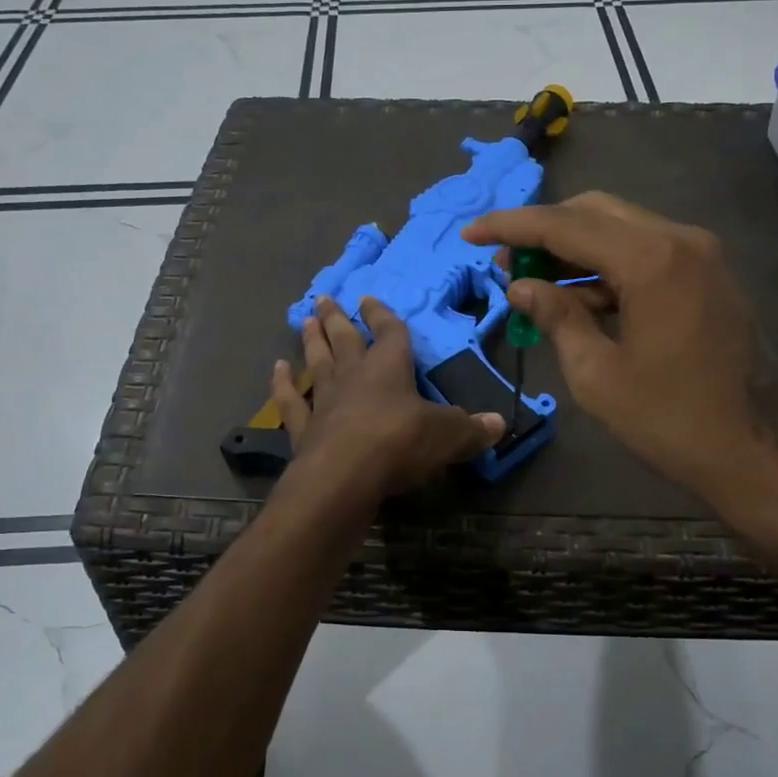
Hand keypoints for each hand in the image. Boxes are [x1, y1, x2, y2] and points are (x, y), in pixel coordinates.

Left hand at [272, 296, 504, 503]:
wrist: (344, 477)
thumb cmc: (400, 444)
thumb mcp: (448, 436)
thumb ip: (472, 429)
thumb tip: (500, 424)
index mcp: (389, 368)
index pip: (390, 333)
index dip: (383, 315)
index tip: (370, 299)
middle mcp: (354, 376)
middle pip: (345, 339)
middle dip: (337, 318)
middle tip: (324, 299)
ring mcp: (325, 400)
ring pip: (317, 361)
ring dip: (311, 341)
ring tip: (305, 320)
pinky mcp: (304, 428)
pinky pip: (291, 401)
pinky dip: (282, 385)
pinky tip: (277, 369)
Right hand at [465, 192, 777, 512]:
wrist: (761, 454)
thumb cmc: (673, 422)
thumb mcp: (597, 375)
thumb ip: (556, 318)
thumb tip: (521, 286)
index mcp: (652, 259)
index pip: (566, 225)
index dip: (511, 227)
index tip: (470, 235)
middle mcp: (681, 240)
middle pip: (595, 213)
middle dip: (544, 232)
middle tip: (504, 261)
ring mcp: (701, 256)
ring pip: (622, 231)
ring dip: (575, 250)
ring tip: (532, 281)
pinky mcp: (708, 277)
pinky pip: (646, 255)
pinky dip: (607, 269)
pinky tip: (577, 298)